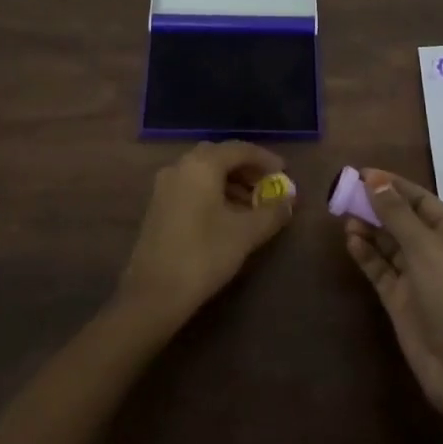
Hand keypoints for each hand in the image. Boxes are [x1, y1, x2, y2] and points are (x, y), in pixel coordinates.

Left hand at [117, 142, 293, 328]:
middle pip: (219, 156)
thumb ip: (271, 212)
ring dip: (230, 182)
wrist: (153, 294)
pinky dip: (213, 192)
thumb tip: (289, 201)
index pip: (239, 149)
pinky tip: (227, 216)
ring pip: (204, 172)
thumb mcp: (245, 234)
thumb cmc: (203, 255)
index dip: (265, 159)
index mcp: (202, 165)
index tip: (284, 172)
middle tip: (267, 185)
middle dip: (246, 169)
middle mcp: (180, 166)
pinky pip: (192, 186)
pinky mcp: (158, 205)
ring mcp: (165, 185)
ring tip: (252, 204)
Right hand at [344, 169, 442, 421]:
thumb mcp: (425, 248)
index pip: (420, 200)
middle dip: (376, 206)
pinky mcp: (402, 301)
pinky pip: (381, 270)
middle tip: (345, 193)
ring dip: (369, 229)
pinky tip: (350, 241)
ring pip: (389, 245)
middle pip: (402, 220)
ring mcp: (418, 278)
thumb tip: (375, 178)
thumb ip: (397, 213)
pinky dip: (366, 255)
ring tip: (343, 216)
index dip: (393, 185)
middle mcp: (436, 252)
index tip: (362, 173)